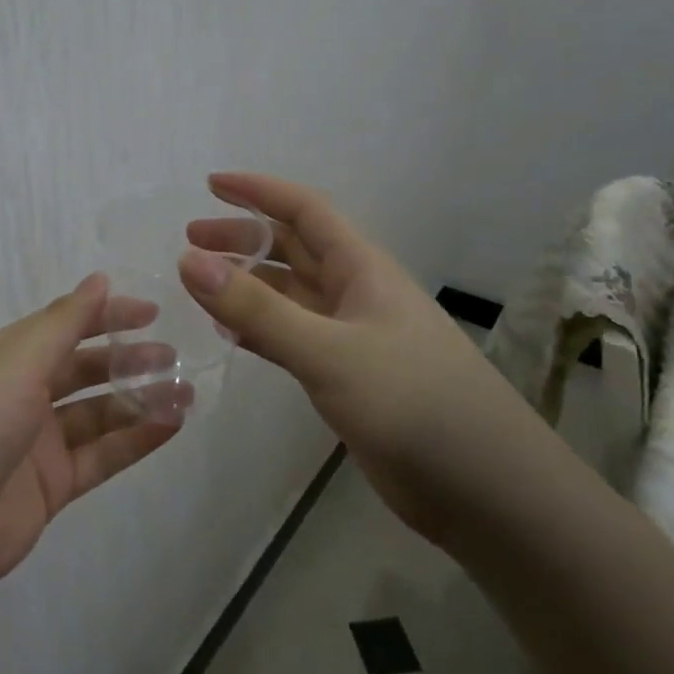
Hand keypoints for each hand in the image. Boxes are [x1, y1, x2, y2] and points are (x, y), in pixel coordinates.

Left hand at [0, 275, 185, 606]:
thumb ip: (63, 323)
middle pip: (85, 370)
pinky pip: (102, 456)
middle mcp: (24, 394)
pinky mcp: (52, 486)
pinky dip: (136, 441)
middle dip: (128, 360)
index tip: (152, 312)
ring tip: (185, 392)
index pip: (65, 326)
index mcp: (8, 358)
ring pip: (99, 414)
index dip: (106, 315)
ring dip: (140, 401)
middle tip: (174, 355)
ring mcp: (39, 443)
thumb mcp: (16, 362)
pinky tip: (171, 426)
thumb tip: (99, 279)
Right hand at [178, 173, 542, 542]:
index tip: (210, 185)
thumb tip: (188, 260)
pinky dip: (259, 329)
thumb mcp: (328, 351)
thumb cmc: (412, 402)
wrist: (484, 489)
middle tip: (190, 242)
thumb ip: (258, 309)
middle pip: (292, 250)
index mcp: (362, 269)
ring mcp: (353, 338)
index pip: (304, 210)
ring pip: (290, 295)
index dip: (258, 192)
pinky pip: (292, 338)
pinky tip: (230, 335)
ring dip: (248, 285)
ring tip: (200, 286)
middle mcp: (356, 294)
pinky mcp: (348, 378)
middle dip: (243, 239)